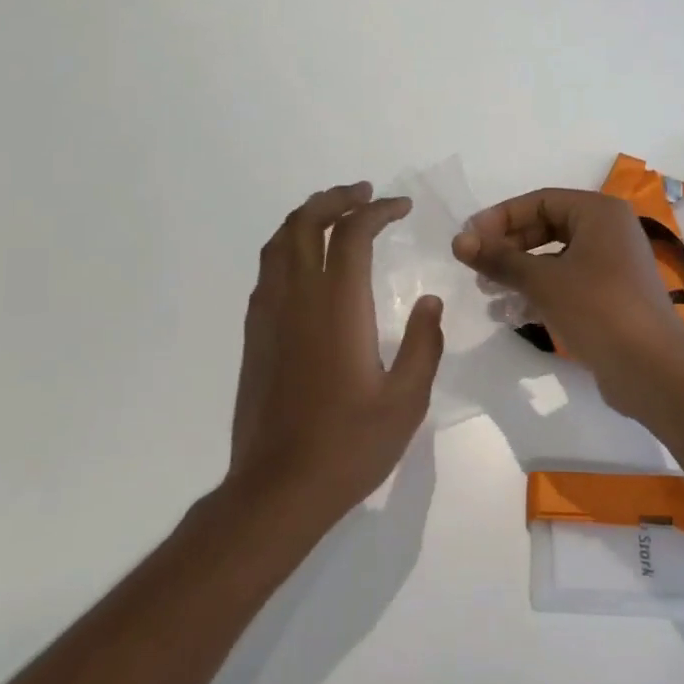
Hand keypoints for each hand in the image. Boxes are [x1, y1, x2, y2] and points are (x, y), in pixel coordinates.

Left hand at [228, 182, 444, 522]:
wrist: (277, 489)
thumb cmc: (349, 446)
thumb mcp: (406, 400)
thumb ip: (423, 345)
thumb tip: (429, 303)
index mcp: (338, 306)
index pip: (353, 233)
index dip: (377, 210)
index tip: (401, 207)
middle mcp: (298, 298)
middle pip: (306, 223)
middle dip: (336, 198)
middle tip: (364, 194)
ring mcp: (269, 315)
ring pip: (280, 242)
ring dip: (307, 217)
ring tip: (334, 214)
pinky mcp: (255, 335)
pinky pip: (268, 270)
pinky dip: (289, 247)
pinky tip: (308, 264)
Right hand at [453, 189, 683, 420]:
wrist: (653, 370)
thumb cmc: (598, 309)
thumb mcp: (543, 281)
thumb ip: (499, 259)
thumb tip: (459, 241)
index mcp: (599, 213)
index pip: (540, 201)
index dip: (500, 217)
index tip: (468, 239)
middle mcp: (608, 231)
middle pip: (547, 227)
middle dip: (508, 246)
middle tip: (476, 266)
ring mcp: (612, 266)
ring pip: (554, 258)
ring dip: (519, 272)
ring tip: (488, 292)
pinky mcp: (610, 298)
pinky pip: (566, 284)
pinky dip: (539, 292)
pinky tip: (511, 314)